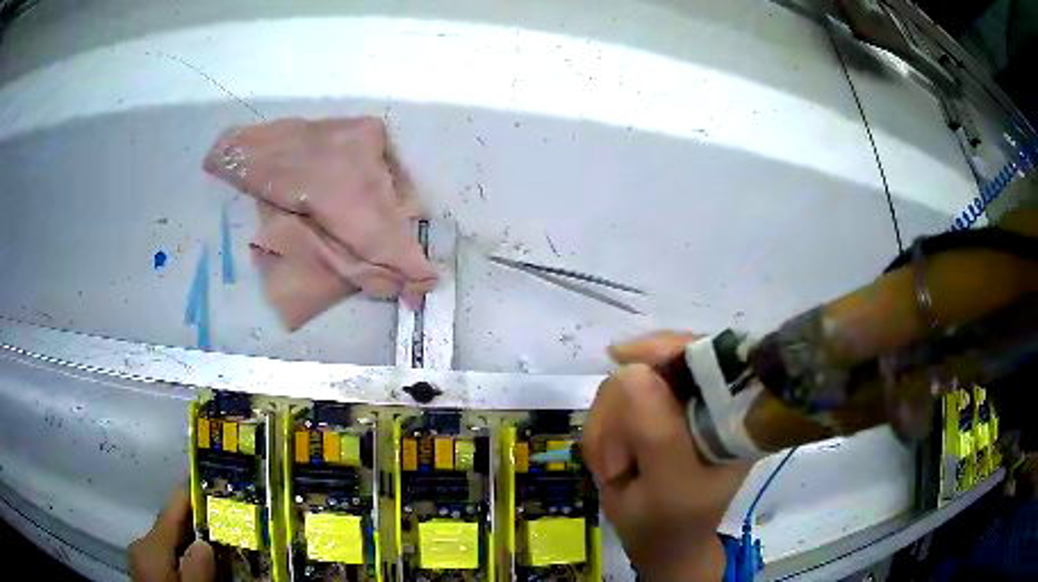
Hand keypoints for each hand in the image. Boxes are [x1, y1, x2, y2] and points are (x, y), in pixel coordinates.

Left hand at [129, 487, 214, 581]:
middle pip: (172, 528)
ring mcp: (144, 559)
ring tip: (221, 542)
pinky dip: (186, 556)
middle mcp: (143, 547)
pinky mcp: (148, 571)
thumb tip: (205, 543)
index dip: (189, 494)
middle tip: (226, 520)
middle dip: (198, 523)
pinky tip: (202, 564)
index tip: (208, 478)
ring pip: (171, 543)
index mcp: (150, 548)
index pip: (171, 513)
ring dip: (194, 542)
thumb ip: (196, 571)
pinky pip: (169, 556)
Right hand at [585, 331, 751, 580]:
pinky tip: (608, 462)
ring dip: (607, 426)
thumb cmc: (672, 523)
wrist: (658, 543)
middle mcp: (707, 398)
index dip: (664, 347)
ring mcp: (676, 405)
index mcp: (731, 411)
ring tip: (614, 468)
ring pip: (624, 382)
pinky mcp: (649, 414)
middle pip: (653, 364)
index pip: (705, 351)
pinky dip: (600, 431)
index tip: (620, 357)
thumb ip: (656, 433)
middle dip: (622, 411)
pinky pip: (610, 403)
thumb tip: (632, 371)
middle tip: (616, 462)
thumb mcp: (668, 486)